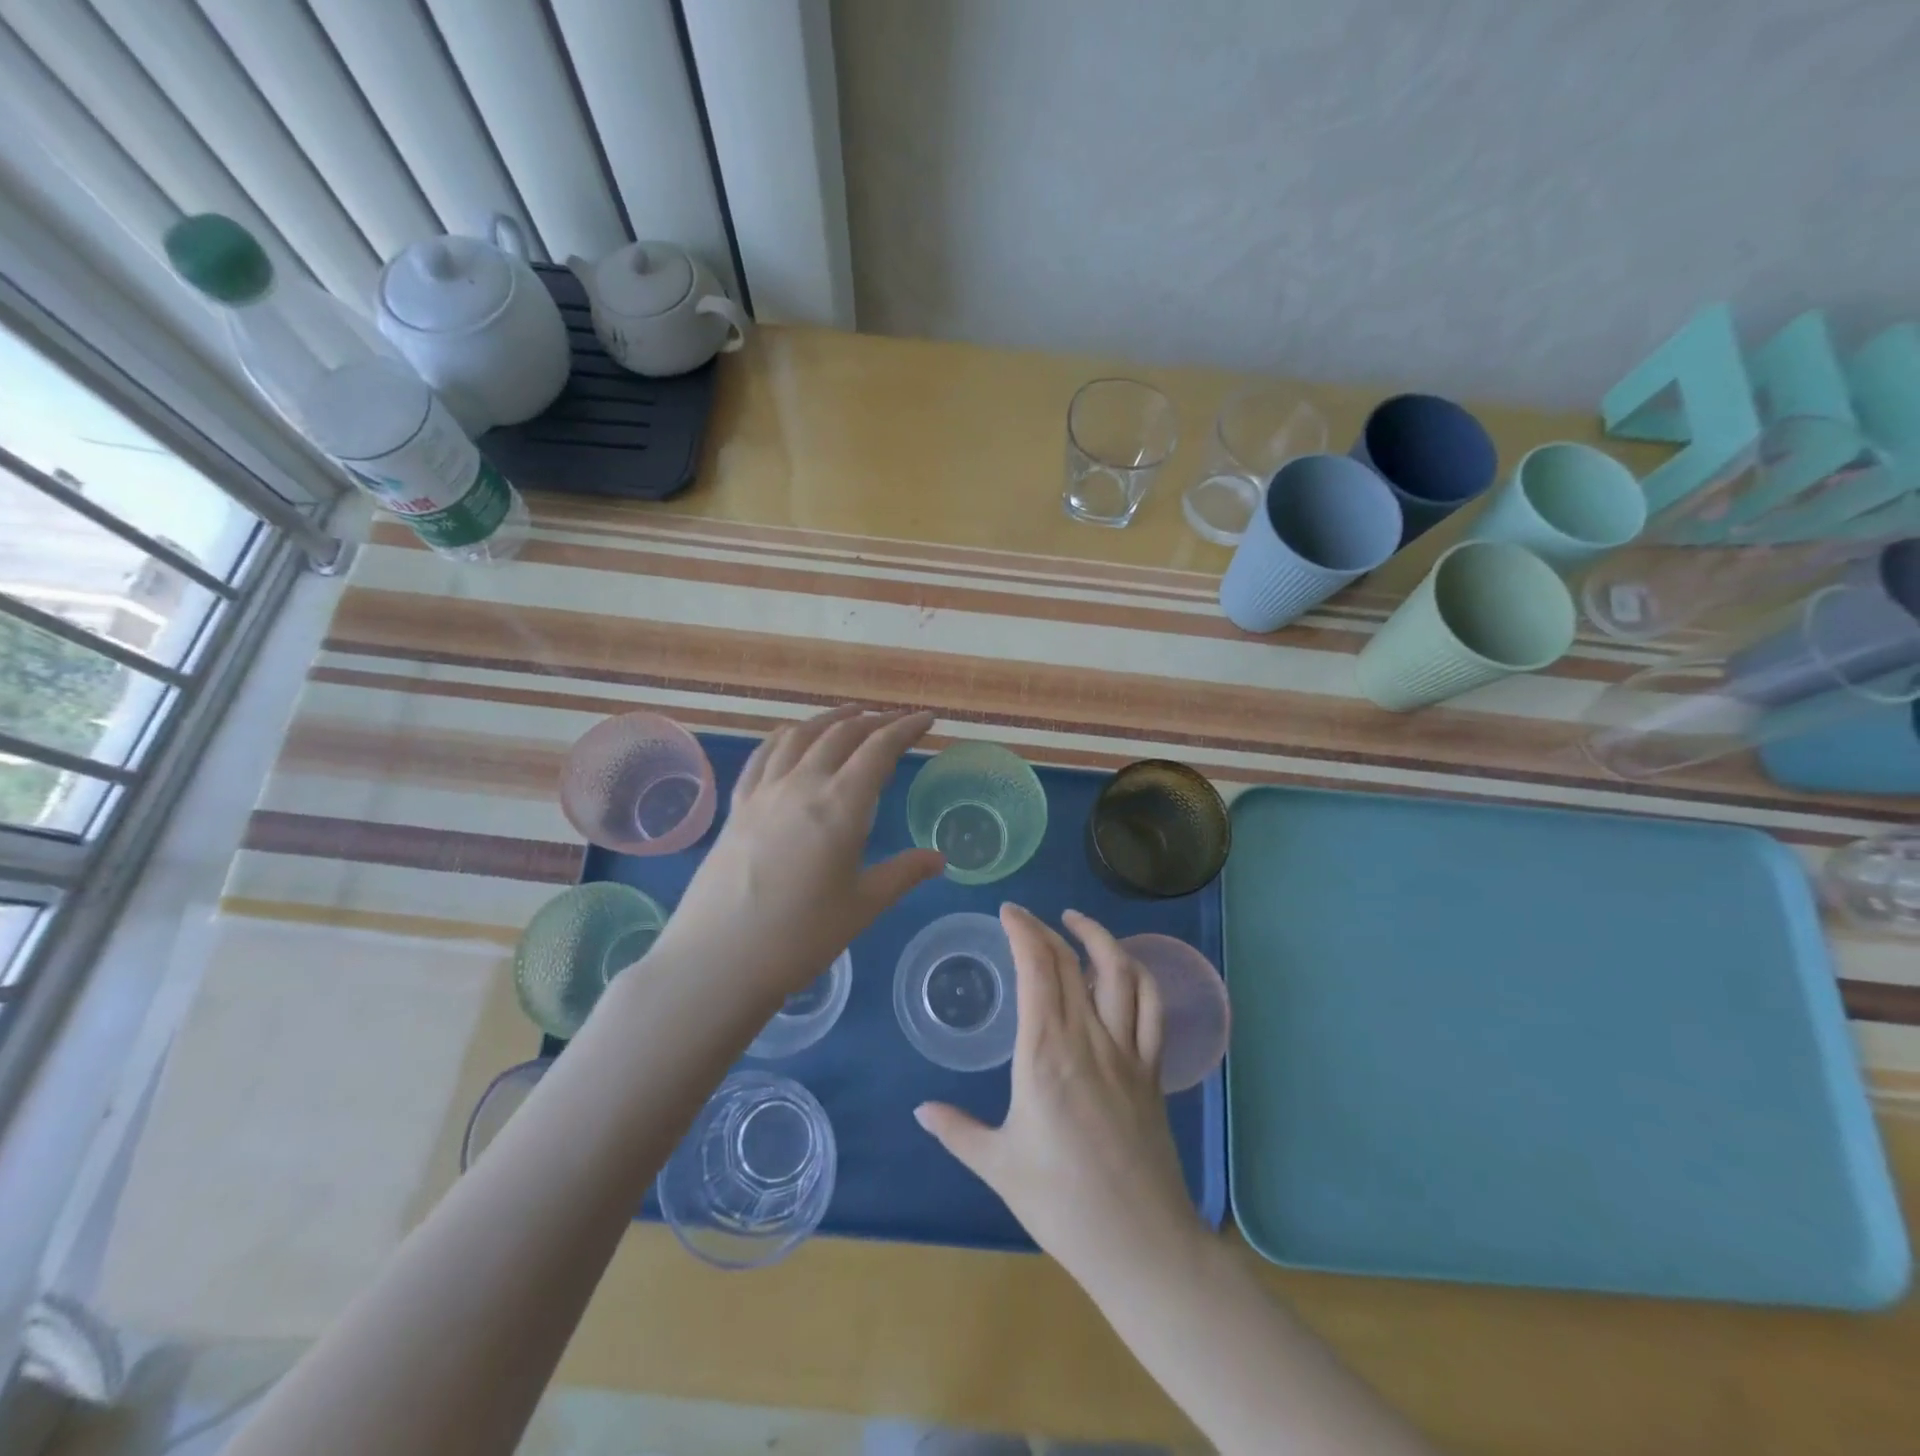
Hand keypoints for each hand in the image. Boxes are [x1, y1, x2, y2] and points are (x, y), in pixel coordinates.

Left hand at [652, 705, 944, 999]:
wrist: (718, 960)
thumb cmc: (800, 937)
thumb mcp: (862, 906)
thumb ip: (903, 874)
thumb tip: (938, 858)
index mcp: (840, 805)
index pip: (879, 749)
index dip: (906, 728)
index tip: (926, 718)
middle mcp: (802, 784)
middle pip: (841, 734)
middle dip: (874, 721)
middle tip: (896, 722)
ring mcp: (764, 792)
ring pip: (801, 735)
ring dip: (831, 719)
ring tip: (851, 716)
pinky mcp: (737, 806)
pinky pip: (764, 754)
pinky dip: (786, 736)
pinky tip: (792, 737)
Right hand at [915, 904, 1204, 1294]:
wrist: (1140, 1244)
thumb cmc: (1061, 1204)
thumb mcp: (998, 1166)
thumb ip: (957, 1130)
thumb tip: (922, 1109)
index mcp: (1045, 1053)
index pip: (1037, 968)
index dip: (1023, 931)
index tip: (1008, 912)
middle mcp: (1088, 1039)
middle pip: (1072, 962)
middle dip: (1046, 929)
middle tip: (1026, 919)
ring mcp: (1127, 1051)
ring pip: (1121, 972)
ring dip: (1099, 938)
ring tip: (1076, 923)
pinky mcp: (1151, 1070)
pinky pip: (1152, 1008)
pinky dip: (1138, 976)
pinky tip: (1122, 969)